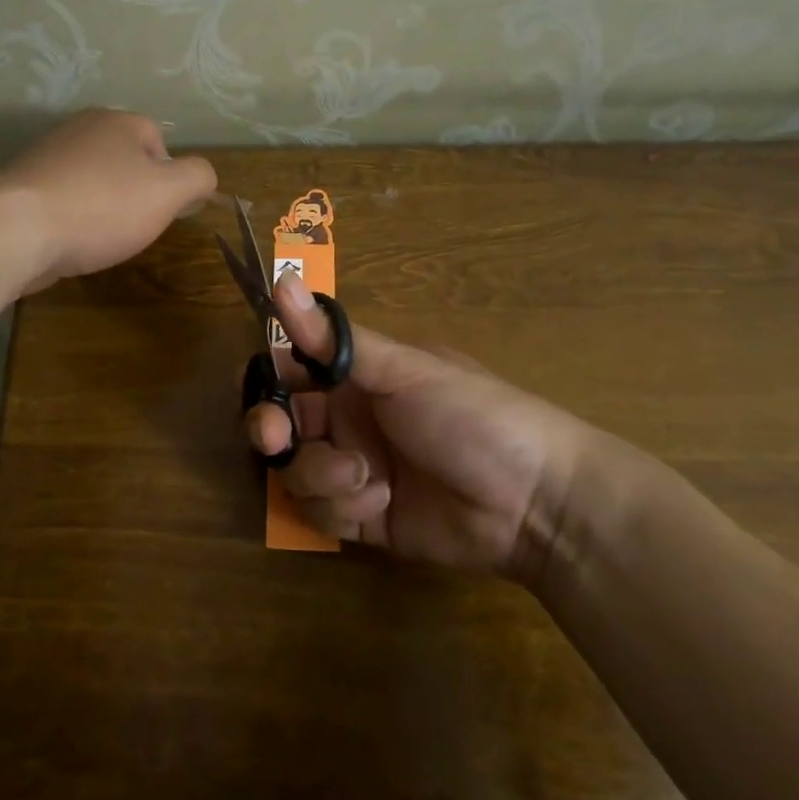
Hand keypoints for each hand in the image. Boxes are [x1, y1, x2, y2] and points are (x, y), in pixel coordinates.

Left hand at [0, 109, 216, 288]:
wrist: (16, 230)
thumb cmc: (101, 207)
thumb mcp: (167, 193)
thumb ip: (197, 177)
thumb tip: (203, 175)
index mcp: (117, 122)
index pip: (158, 139)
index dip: (168, 177)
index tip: (161, 210)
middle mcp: (80, 128)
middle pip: (123, 160)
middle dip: (134, 192)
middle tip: (134, 225)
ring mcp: (46, 156)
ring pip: (92, 181)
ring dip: (102, 207)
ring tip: (101, 237)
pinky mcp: (22, 186)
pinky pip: (63, 199)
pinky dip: (73, 218)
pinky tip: (71, 241)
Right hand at [246, 273, 592, 578]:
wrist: (533, 501)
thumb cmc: (472, 415)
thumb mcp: (405, 370)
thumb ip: (335, 340)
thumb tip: (281, 282)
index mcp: (356, 376)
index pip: (290, 371)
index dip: (268, 380)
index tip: (264, 389)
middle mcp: (347, 419)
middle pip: (281, 425)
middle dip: (271, 432)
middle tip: (278, 438)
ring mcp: (352, 470)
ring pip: (295, 471)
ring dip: (320, 475)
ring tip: (364, 478)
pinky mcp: (360, 517)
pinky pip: (320, 512)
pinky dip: (342, 508)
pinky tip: (380, 502)